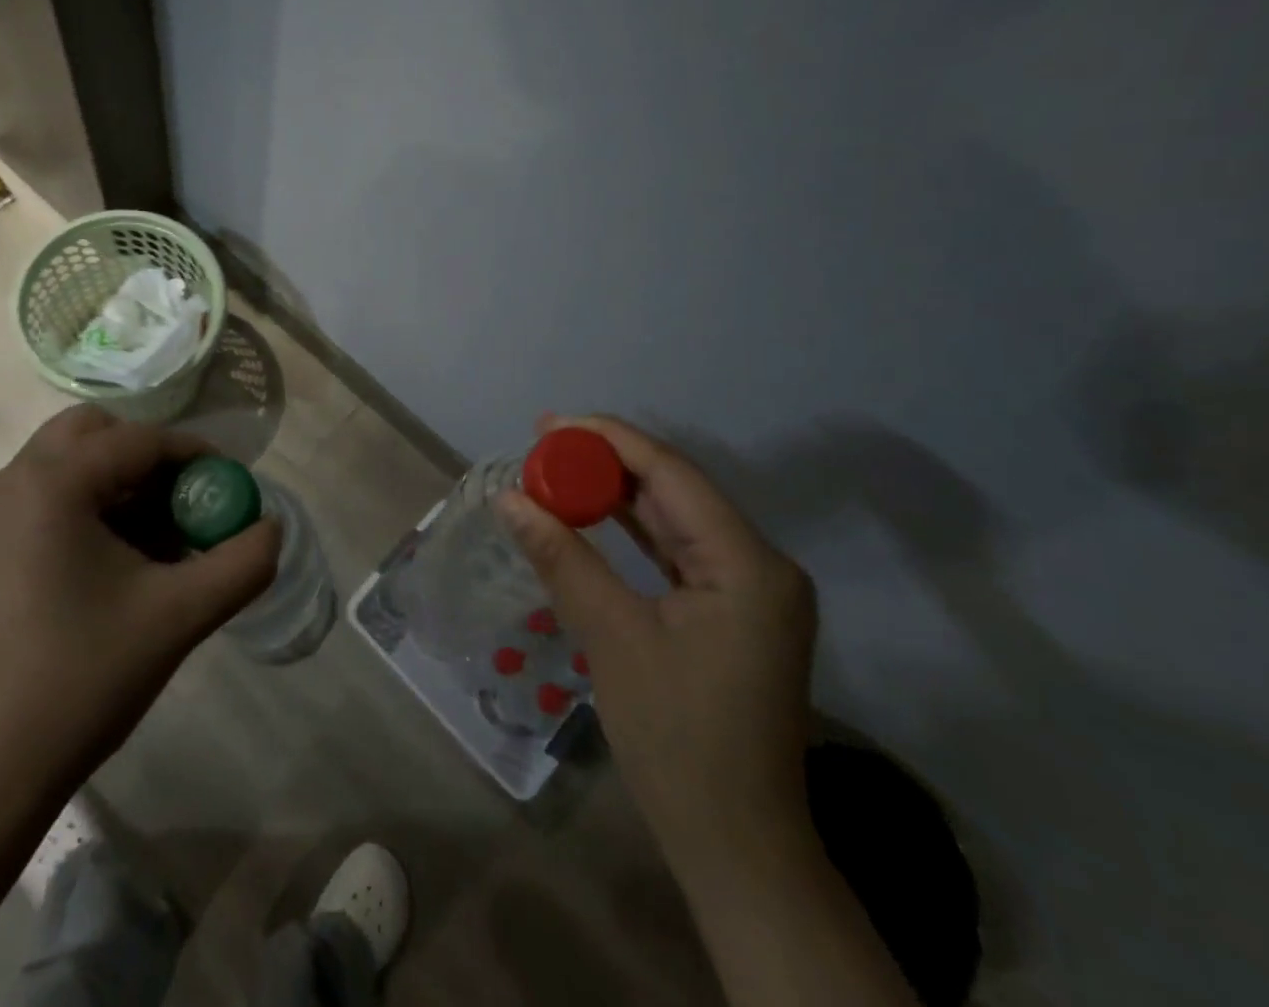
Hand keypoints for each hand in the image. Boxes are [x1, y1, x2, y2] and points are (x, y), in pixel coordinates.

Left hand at [0, 407, 281, 784]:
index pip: (140, 439)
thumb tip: (271, 528)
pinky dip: (93, 505)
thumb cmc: (82, 678)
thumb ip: (242, 563)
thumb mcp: (180, 616)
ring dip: (121, 481)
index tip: (230, 487)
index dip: (195, 455)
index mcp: (53, 483)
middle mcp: (14, 482)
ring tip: (160, 539)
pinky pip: (50, 496)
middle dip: (149, 456)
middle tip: (184, 503)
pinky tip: (120, 563)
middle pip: (96, 432)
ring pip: (71, 463)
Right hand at [497, 414, 815, 868]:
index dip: (608, 440)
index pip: (671, 474)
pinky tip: (590, 514)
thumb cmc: (678, 740)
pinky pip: (677, 550)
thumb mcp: (612, 638)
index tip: (550, 424)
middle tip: (542, 444)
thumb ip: (562, 557)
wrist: (736, 844)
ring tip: (556, 469)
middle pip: (674, 489)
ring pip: (674, 517)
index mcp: (747, 564)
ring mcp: (750, 589)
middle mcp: (759, 564)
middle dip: (607, 462)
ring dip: (615, 493)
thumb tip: (509, 498)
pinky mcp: (732, 611)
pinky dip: (631, 530)